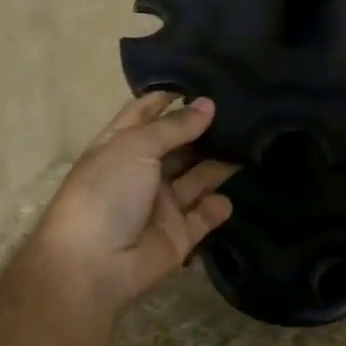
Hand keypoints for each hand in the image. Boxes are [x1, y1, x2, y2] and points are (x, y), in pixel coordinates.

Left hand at [27, 93, 236, 316]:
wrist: (94, 264)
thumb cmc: (106, 191)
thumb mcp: (136, 146)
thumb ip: (174, 126)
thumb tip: (208, 104)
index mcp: (120, 146)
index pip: (145, 114)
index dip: (170, 98)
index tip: (205, 82)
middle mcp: (141, 172)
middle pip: (178, 146)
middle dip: (205, 130)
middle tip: (245, 112)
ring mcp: (160, 205)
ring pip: (196, 178)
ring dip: (218, 164)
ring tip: (252, 144)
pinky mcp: (178, 235)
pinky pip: (203, 217)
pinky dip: (217, 207)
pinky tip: (230, 195)